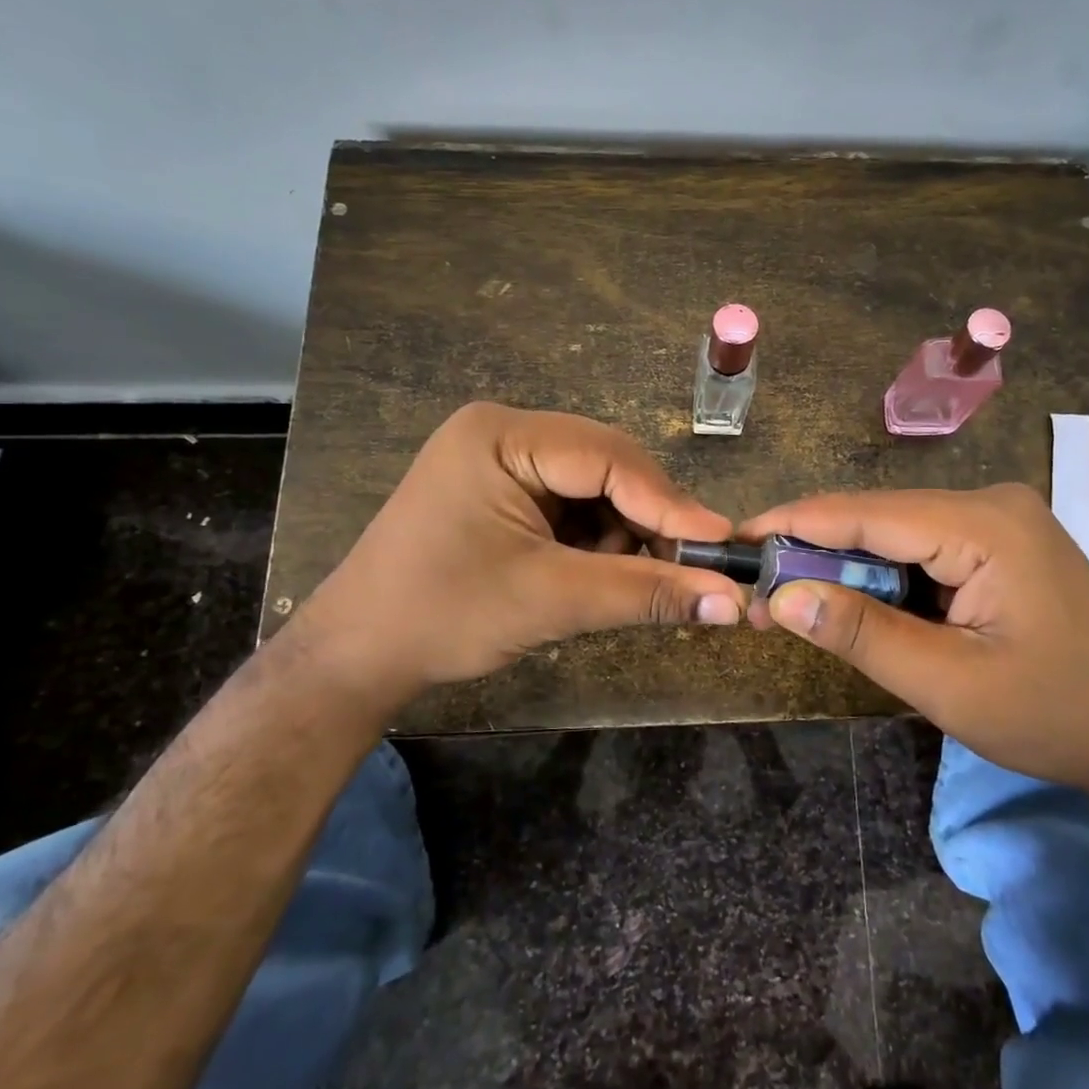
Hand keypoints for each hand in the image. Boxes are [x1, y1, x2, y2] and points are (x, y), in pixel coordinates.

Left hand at [283, 403, 749, 722]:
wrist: (357, 656)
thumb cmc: (444, 617)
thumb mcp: (552, 601)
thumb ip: (646, 593)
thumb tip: (731, 602)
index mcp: (503, 435)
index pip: (609, 457)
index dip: (669, 503)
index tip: (719, 545)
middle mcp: (505, 432)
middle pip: (608, 467)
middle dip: (644, 521)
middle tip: (683, 571)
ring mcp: (503, 460)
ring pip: (597, 488)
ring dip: (621, 536)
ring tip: (617, 583)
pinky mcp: (505, 491)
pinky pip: (574, 505)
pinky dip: (595, 541)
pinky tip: (589, 575)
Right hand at [740, 485, 1088, 806]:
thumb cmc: (1054, 714)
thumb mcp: (950, 685)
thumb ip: (862, 635)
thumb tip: (780, 599)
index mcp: (985, 525)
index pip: (867, 513)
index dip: (794, 524)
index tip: (736, 540)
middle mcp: (989, 503)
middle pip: (878, 517)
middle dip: (816, 551)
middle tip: (759, 589)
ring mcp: (997, 519)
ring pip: (895, 532)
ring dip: (846, 567)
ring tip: (794, 600)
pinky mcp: (998, 542)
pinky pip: (921, 547)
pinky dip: (882, 575)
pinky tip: (853, 601)